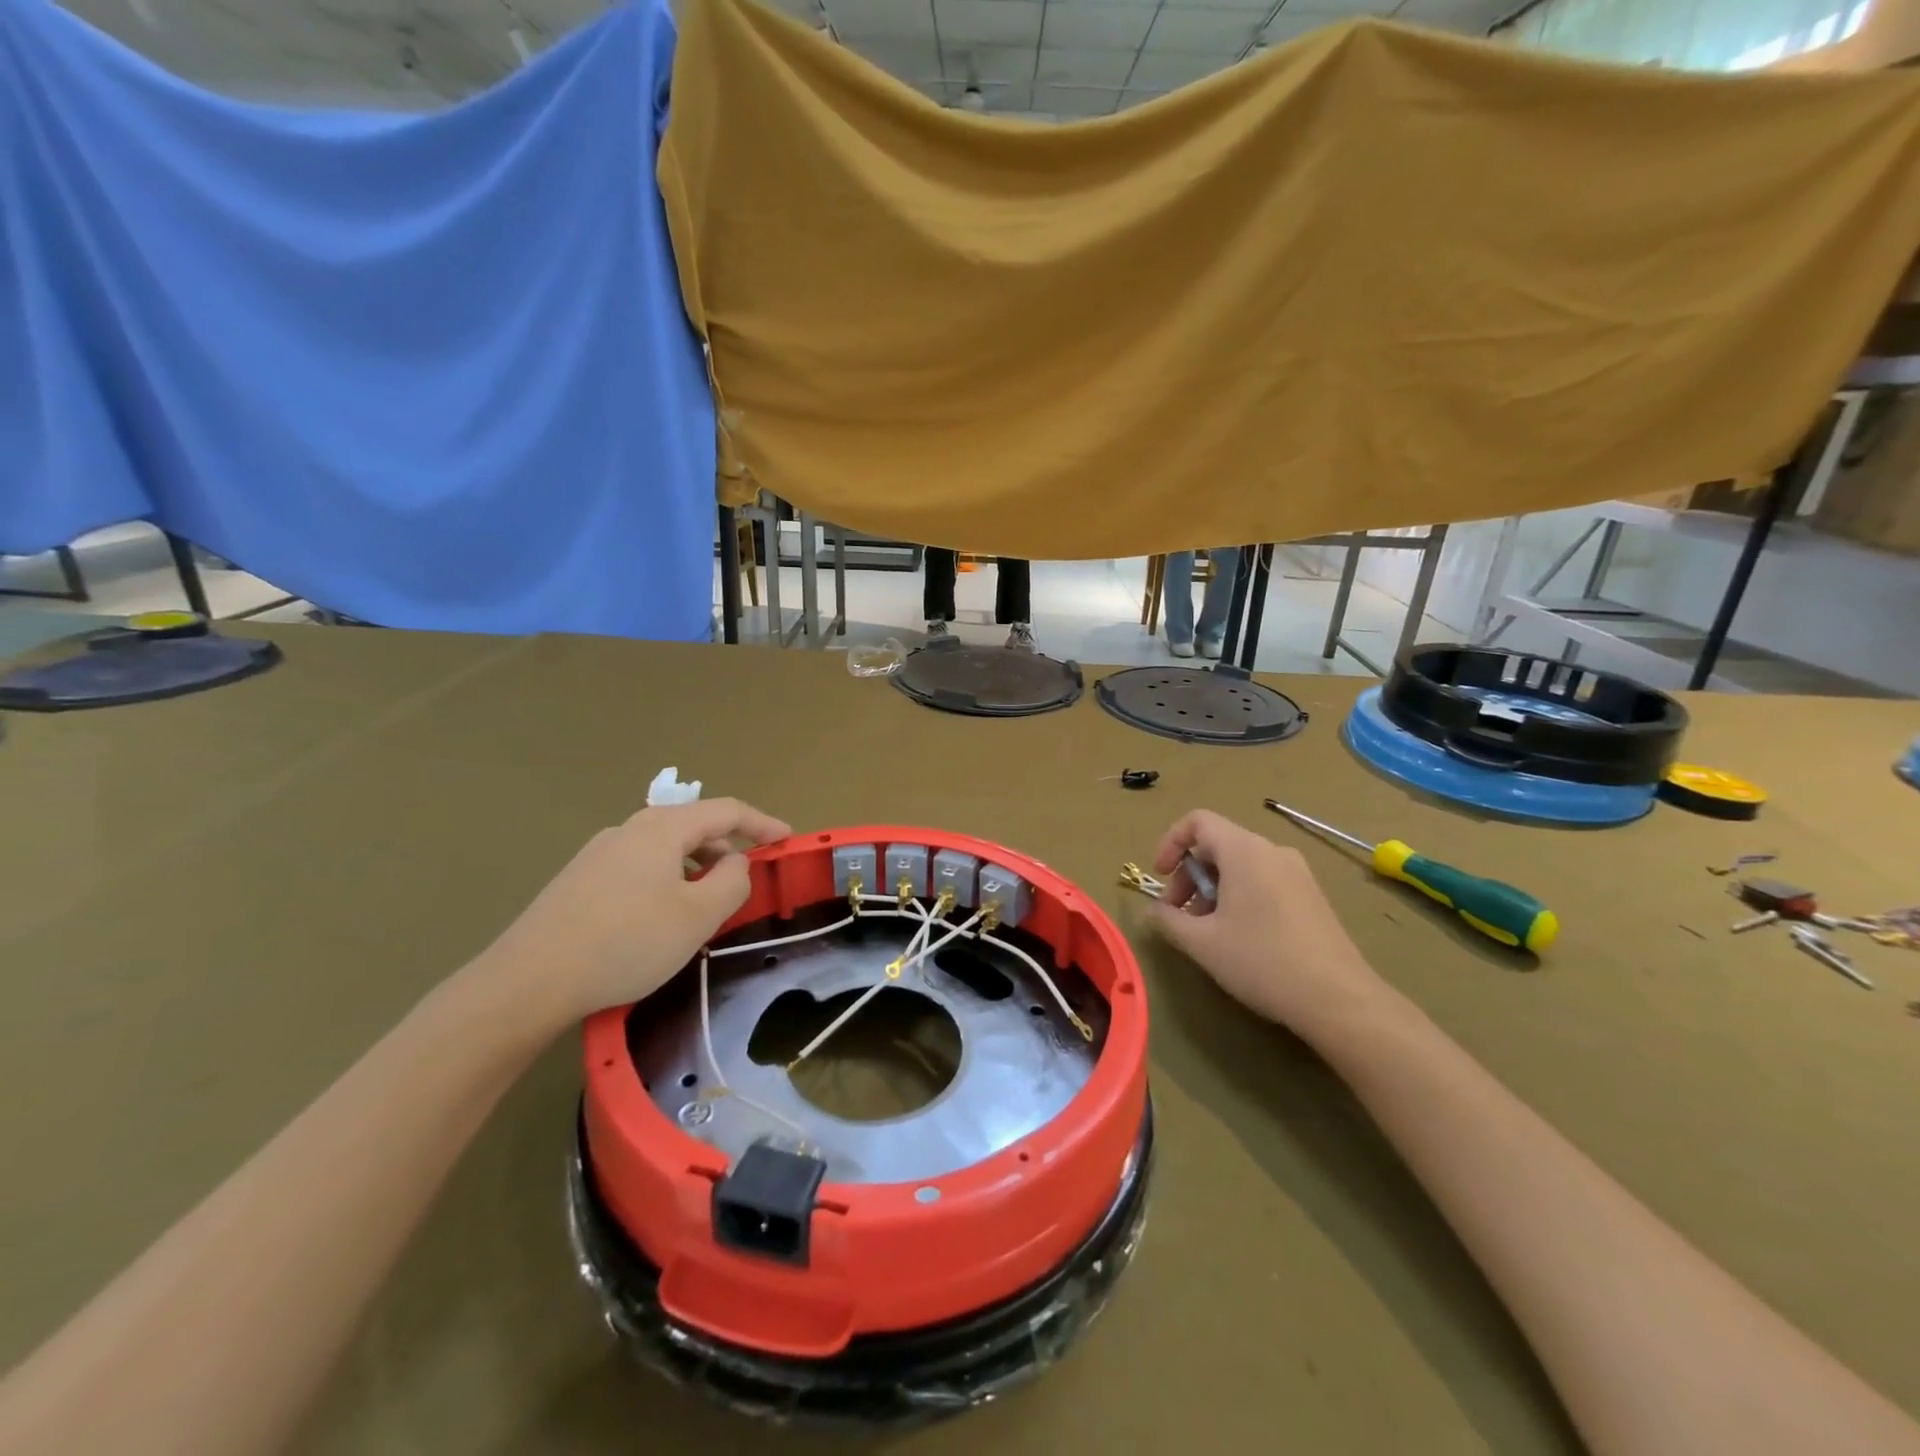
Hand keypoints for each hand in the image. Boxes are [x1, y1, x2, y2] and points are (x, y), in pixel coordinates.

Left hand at [477, 799, 790, 1028]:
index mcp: (662, 828)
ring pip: (664, 849)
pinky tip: (659, 918)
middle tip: (747, 881)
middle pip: (693, 826)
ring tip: (705, 905)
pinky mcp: (578, 880)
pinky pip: (639, 868)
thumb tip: (736, 864)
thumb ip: (732, 882)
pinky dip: (667, 880)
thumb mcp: (698, 915)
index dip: (762, 823)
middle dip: (727, 848)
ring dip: (696, 868)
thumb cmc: (627, 941)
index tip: (787, 840)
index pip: (726, 810)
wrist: (528, 980)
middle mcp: (629, 829)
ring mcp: (598, 854)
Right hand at [1145, 810, 1388, 1032]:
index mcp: (1244, 851)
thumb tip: (1152, 911)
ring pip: (1241, 866)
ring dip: (1213, 890)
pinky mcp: (1313, 896)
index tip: (1160, 876)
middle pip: (1218, 845)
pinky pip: (1265, 881)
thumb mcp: (1202, 943)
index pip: (1198, 821)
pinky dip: (1240, 896)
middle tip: (1178, 914)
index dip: (1170, 843)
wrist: (1339, 999)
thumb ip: (1168, 920)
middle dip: (1189, 876)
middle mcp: (1272, 851)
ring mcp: (1298, 873)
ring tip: (1206, 931)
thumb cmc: (1261, 960)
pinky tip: (1239, 937)